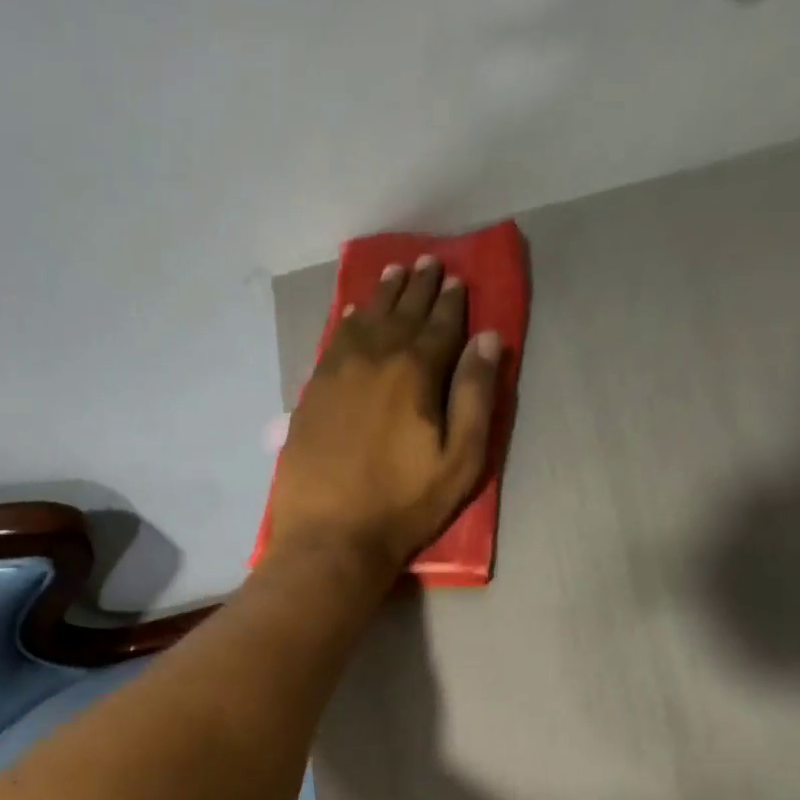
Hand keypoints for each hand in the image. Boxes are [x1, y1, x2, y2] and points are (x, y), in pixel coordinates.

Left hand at [266, 254, 500, 580]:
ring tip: (395, 274)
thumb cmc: (402, 506)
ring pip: (366, 318)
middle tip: (428, 262)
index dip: (453, 302)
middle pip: (402, 312)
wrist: (331, 536)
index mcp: (416, 371)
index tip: (458, 280)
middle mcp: (375, 358)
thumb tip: (487, 339)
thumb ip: (475, 397)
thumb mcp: (458, 462)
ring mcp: (337, 372)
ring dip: (384, 294)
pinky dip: (349, 320)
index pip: (441, 324)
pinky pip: (334, 340)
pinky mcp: (312, 393)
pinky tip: (354, 314)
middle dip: (419, 286)